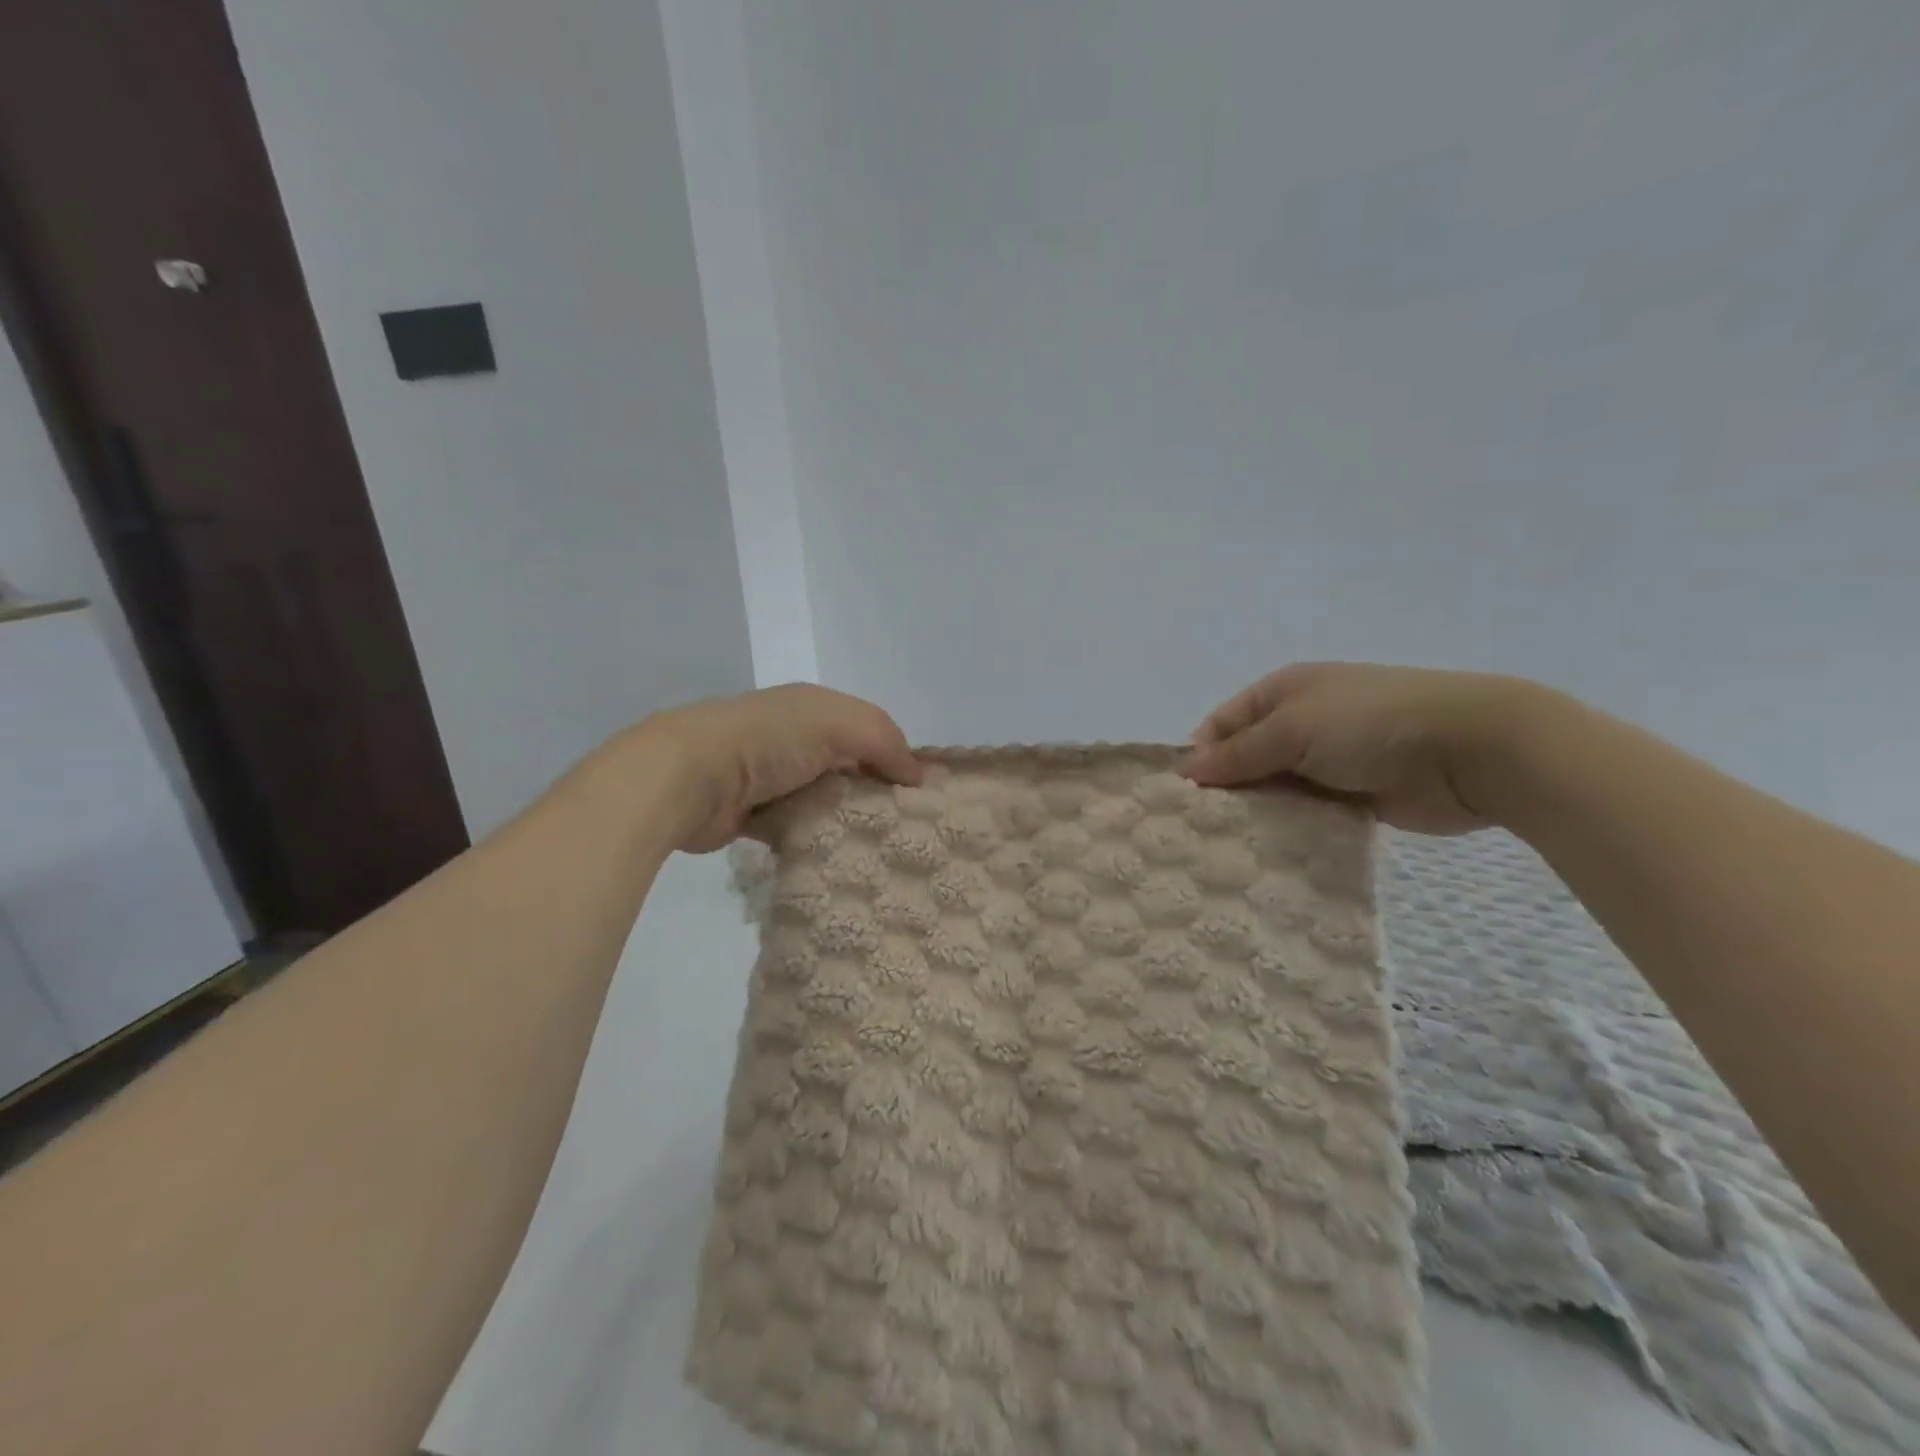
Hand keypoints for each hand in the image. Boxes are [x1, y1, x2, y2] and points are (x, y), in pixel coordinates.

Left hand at [639, 683, 922, 852]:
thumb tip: (918, 775)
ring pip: (824, 800)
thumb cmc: (770, 740)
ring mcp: (771, 776)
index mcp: (813, 708)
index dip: (897, 758)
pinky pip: (797, 828)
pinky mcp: (753, 814)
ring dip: (846, 820)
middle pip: (848, 768)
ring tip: (880, 851)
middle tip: (907, 831)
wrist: (688, 775)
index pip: (869, 732)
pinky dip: (815, 839)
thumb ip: (885, 740)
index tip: (922, 797)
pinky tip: (839, 859)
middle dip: (874, 794)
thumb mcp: (840, 723)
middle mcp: (793, 738)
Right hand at [1181, 662, 1542, 834]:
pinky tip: (1269, 855)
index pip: (1222, 723)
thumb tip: (1186, 772)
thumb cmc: (1369, 723)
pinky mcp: (1353, 797)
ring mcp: (1328, 761)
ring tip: (1228, 849)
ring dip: (1258, 814)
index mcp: (1281, 692)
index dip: (1201, 756)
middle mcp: (1300, 723)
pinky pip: (1307, 814)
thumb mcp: (1292, 728)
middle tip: (1200, 831)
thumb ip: (1238, 753)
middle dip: (1226, 791)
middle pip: (1246, 759)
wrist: (1471, 749)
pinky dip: (1290, 830)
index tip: (1184, 797)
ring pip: (1275, 790)